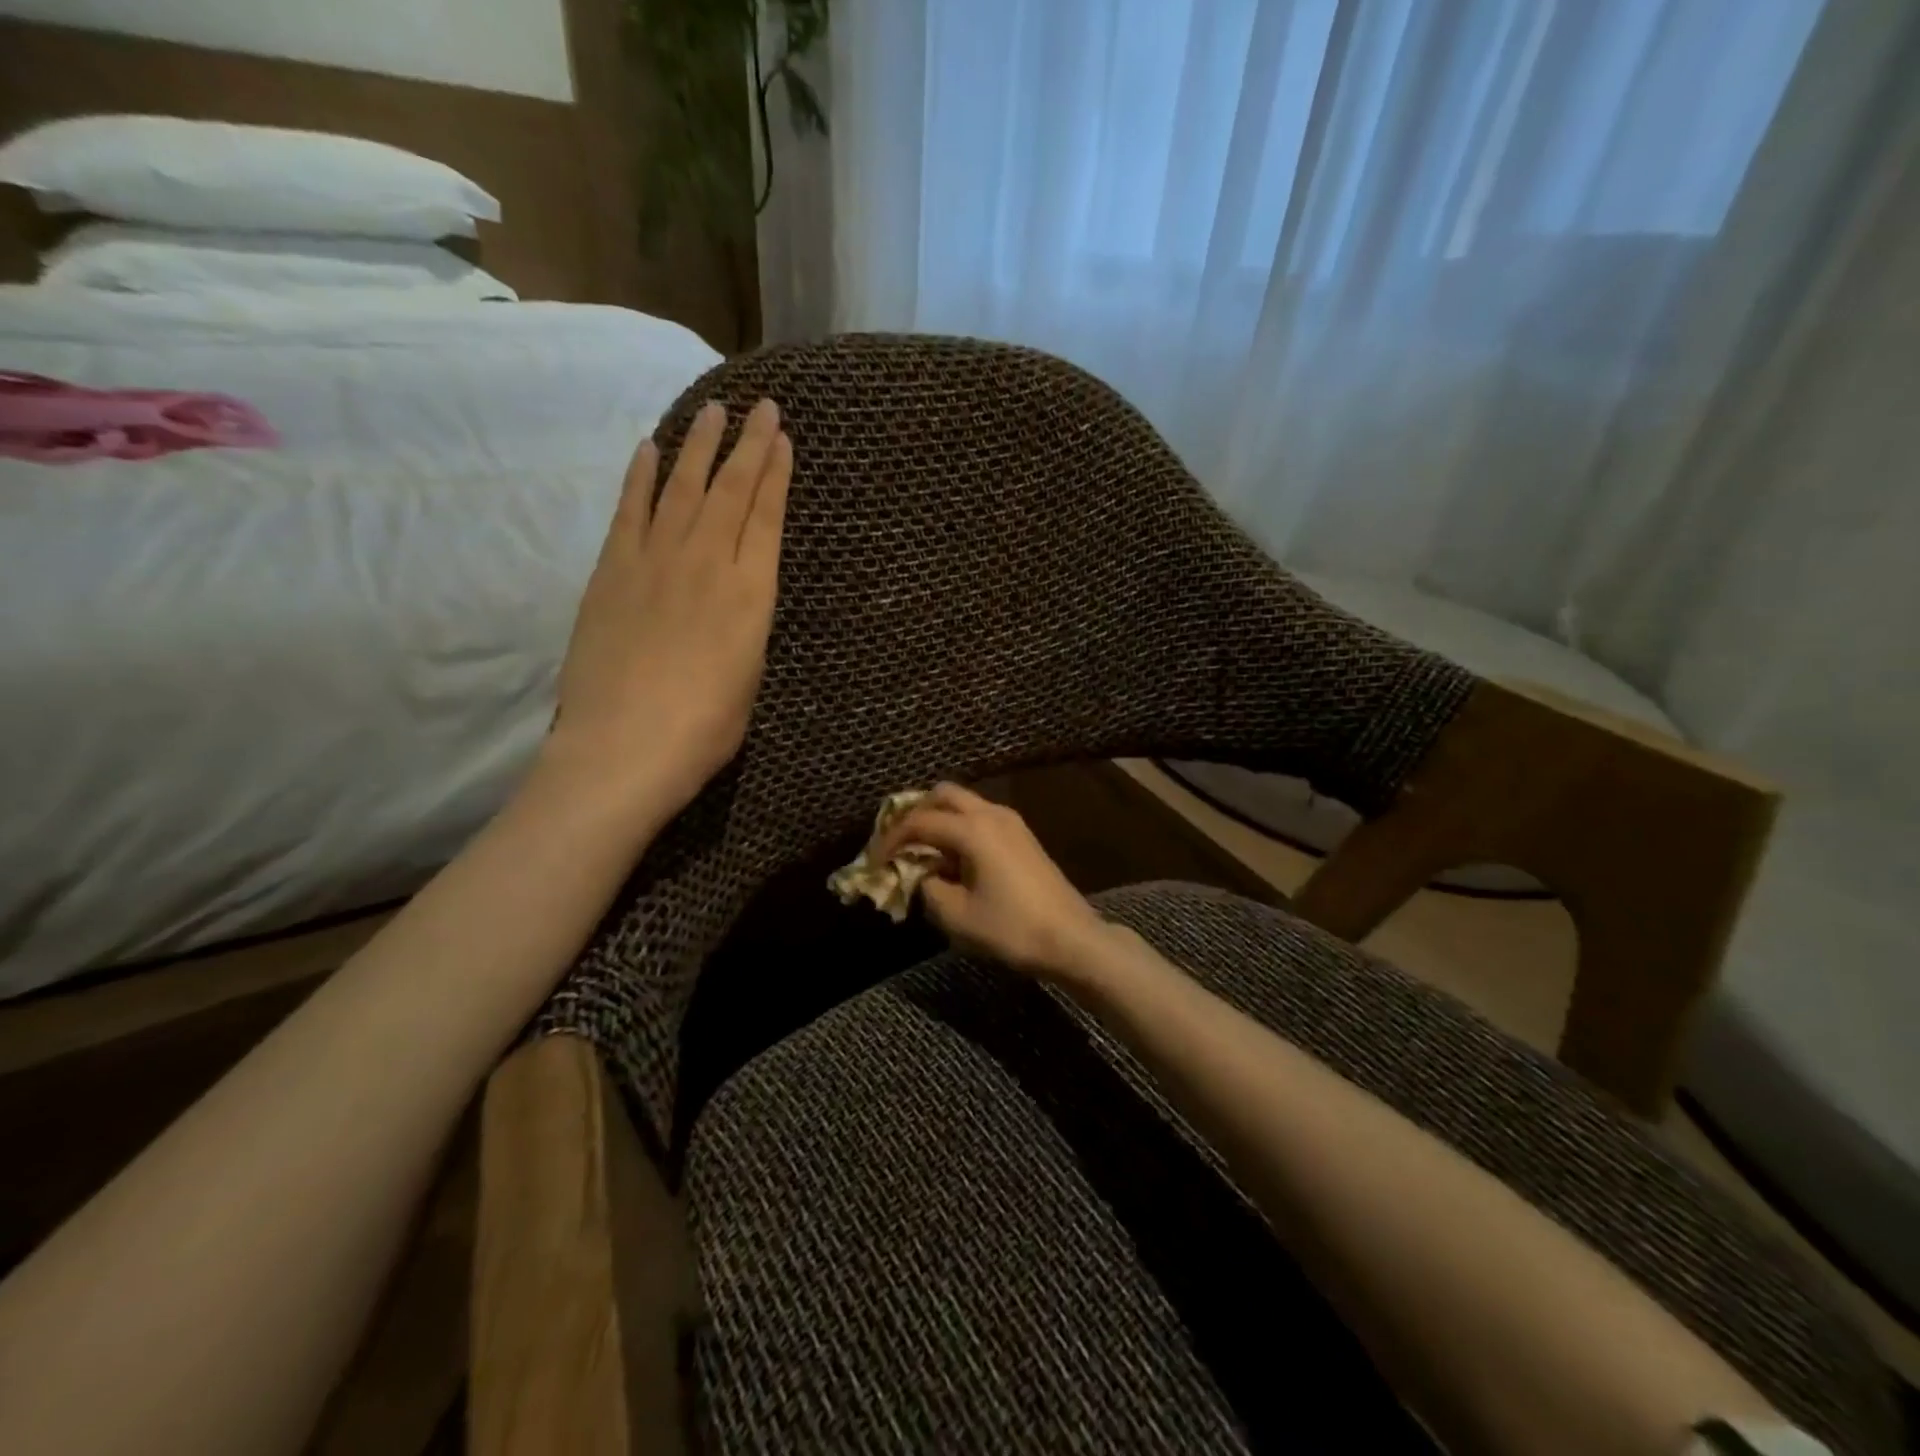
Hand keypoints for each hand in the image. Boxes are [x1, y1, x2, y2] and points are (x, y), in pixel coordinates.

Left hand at [543, 397, 790, 831]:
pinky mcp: (611, 570)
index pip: (767, 517)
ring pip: (682, 488)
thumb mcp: (750, 676)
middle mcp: (708, 563)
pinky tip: (650, 450)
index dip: (776, 474)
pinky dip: (641, 477)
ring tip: (712, 412)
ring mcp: (655, 561)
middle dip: (748, 445)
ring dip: (698, 447)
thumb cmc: (704, 727)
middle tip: (760, 408)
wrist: (625, 746)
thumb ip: (747, 624)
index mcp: (752, 594)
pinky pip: (630, 510)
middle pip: (730, 491)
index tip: (783, 438)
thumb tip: (740, 597)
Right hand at [875, 783, 1110, 978]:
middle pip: (943, 794)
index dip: (890, 839)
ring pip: (964, 802)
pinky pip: (980, 816)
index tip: (873, 861)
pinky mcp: (1022, 835)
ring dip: (938, 818)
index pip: (919, 822)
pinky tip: (951, 856)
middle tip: (897, 841)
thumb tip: (922, 874)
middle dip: (915, 813)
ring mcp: (1011, 821)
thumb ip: (927, 887)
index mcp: (973, 829)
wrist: (1071, 939)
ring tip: (921, 850)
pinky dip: (959, 826)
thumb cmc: (1011, 928)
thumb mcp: (956, 916)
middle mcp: (992, 814)